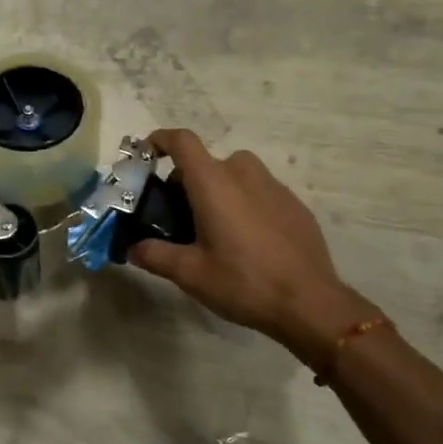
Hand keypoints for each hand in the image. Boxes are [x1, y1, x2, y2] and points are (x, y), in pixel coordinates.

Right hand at [128, 129, 378, 367]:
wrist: (310, 303)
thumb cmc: (243, 282)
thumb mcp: (190, 274)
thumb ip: (155, 255)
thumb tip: (132, 248)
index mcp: (214, 183)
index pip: (182, 141)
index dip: (160, 140)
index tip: (147, 153)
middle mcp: (244, 173)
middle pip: (206, 162)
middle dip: (186, 181)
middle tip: (178, 217)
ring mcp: (274, 186)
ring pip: (234, 175)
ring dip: (217, 190)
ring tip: (213, 229)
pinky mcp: (294, 203)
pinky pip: (259, 191)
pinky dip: (244, 203)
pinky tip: (246, 241)